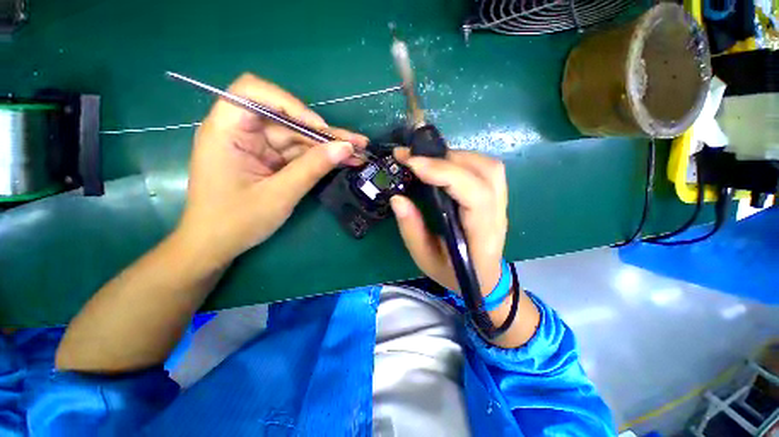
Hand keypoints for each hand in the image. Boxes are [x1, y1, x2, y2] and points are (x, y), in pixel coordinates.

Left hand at [177, 73, 367, 263]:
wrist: (216, 245)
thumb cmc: (236, 222)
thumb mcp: (279, 195)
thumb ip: (312, 168)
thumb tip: (345, 148)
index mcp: (227, 131)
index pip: (253, 92)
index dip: (291, 104)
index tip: (318, 128)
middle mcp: (243, 131)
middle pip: (288, 119)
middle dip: (324, 132)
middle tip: (358, 142)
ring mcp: (258, 147)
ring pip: (299, 138)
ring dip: (329, 146)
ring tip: (359, 152)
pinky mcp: (270, 160)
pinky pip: (299, 153)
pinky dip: (321, 158)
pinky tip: (344, 161)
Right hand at [390, 149, 507, 296]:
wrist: (484, 280)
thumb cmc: (453, 274)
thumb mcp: (425, 259)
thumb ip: (412, 229)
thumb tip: (397, 198)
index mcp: (482, 236)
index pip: (474, 195)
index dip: (444, 173)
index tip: (413, 163)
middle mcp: (498, 216)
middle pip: (485, 173)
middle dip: (446, 159)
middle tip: (414, 158)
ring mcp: (502, 204)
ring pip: (489, 166)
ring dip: (456, 156)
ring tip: (428, 159)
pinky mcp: (498, 198)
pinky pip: (486, 169)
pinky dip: (464, 160)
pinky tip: (444, 165)